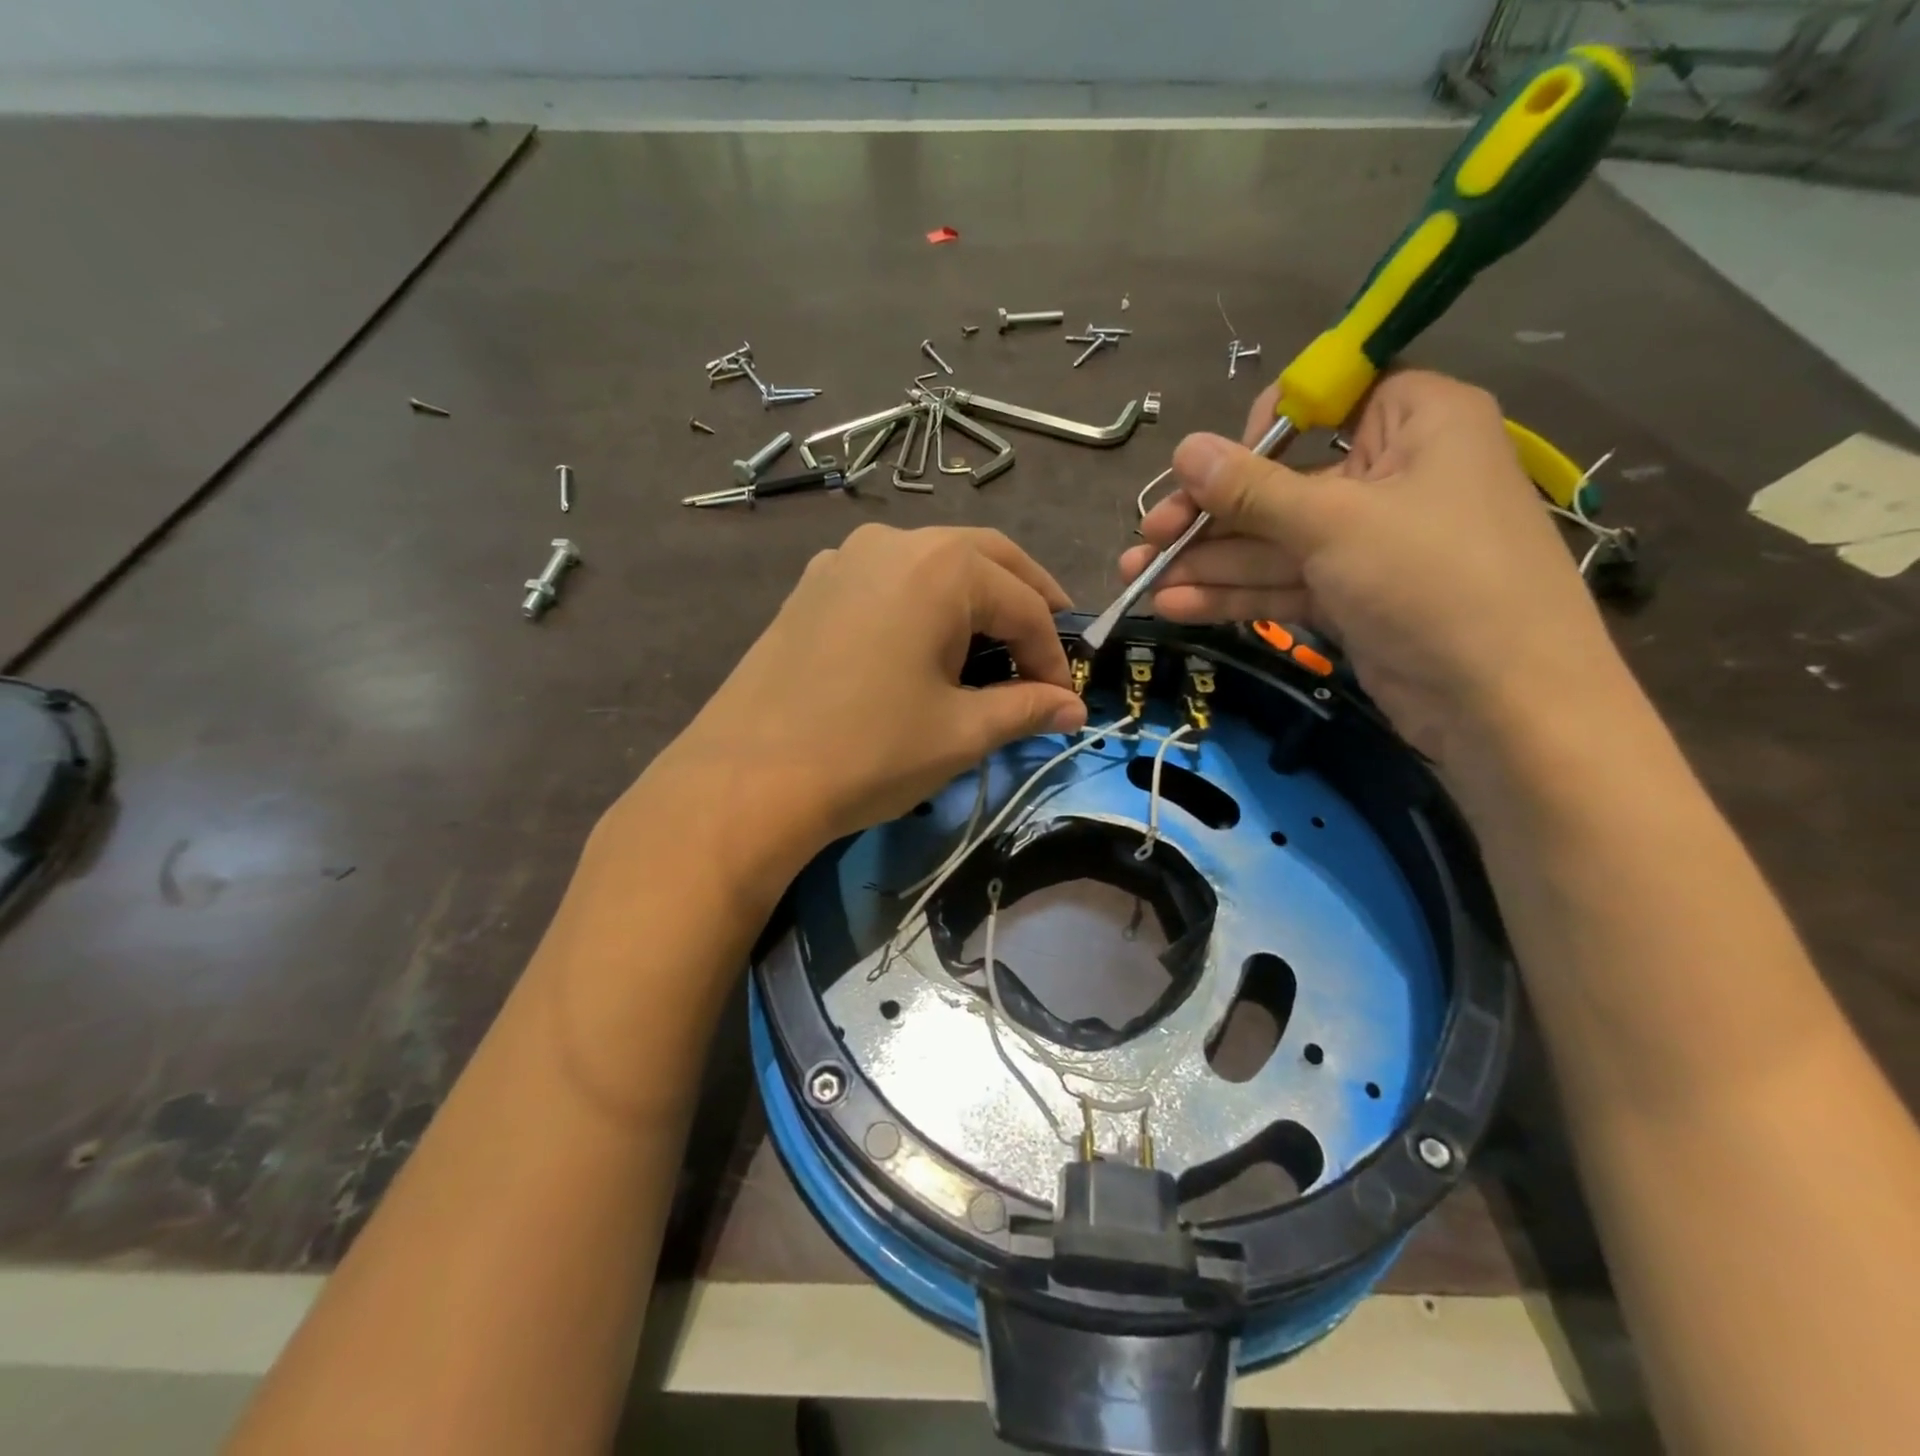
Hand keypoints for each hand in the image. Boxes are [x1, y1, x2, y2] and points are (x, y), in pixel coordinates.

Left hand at [641, 525, 1087, 881]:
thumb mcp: (960, 732)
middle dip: (1026, 600)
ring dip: (974, 596)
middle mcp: (894, 542)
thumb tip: (1074, 710)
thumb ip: (1026, 709)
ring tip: (993, 645)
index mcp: (941, 566)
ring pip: (933, 563)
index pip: (1024, 604)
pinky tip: (924, 642)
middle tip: (1049, 644)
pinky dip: (924, 602)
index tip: (1064, 701)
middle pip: (984, 559)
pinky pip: (888, 580)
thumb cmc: (869, 751)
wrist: (747, 780)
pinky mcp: (812, 586)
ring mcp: (844, 558)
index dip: (1053, 655)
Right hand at [1118, 370, 1622, 766]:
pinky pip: (1283, 583)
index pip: (1325, 402)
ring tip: (1137, 579)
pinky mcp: (1352, 597)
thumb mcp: (1334, 524)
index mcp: (1415, 421)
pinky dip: (1233, 594)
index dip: (1261, 432)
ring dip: (1207, 562)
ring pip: (1274, 542)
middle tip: (1146, 540)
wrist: (1503, 706)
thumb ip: (1252, 489)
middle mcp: (1391, 474)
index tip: (1211, 467)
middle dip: (1208, 517)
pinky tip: (1174, 605)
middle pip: (1281, 484)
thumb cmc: (1433, 582)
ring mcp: (1369, 542)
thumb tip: (1184, 448)